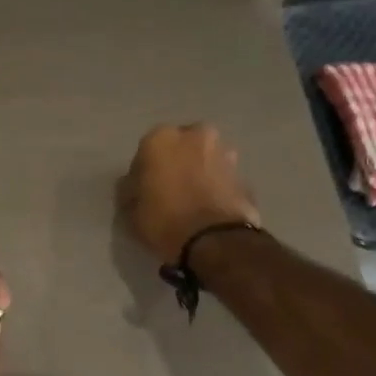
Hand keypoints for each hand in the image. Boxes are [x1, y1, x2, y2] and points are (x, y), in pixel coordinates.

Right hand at [119, 123, 259, 264]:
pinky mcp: (244, 174)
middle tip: (169, 192)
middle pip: (180, 149)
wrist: (215, 240)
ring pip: (204, 160)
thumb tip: (135, 185)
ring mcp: (224, 152)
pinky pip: (222, 178)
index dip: (143, 174)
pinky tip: (209, 209)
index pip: (144, 153)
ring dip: (198, 173)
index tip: (142, 192)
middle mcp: (195, 135)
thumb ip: (131, 190)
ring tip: (192, 202)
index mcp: (161, 138)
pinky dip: (216, 188)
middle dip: (175, 165)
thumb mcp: (131, 211)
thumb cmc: (164, 221)